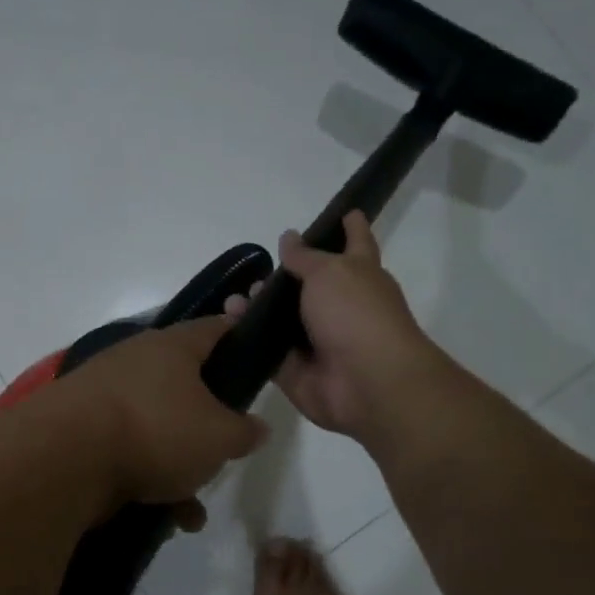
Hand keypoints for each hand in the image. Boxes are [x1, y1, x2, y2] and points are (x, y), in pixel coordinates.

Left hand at [52, 317, 266, 520]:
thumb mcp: (219, 437)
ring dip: (177, 468)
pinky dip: (145, 480)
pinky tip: (163, 518)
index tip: (255, 356)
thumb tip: (256, 427)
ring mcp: (102, 395)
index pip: (214, 329)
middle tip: (223, 452)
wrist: (63, 458)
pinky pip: (125, 450)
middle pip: (183, 386)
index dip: (238, 338)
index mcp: (171, 347)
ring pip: (155, 427)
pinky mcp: (79, 429)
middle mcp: (134, 361)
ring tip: (191, 508)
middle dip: (205, 426)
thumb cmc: (156, 431)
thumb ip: (245, 432)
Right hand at [225, 211, 444, 443]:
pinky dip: (248, 337)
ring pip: (283, 319)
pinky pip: (267, 350)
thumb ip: (305, 257)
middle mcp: (341, 306)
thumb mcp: (329, 272)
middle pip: (310, 285)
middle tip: (256, 270)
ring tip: (235, 299)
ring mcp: (318, 341)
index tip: (345, 211)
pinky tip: (228, 322)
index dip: (350, 226)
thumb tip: (289, 237)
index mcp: (360, 275)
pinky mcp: (295, 370)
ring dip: (258, 307)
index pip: (356, 242)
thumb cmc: (356, 314)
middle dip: (285, 276)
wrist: (366, 383)